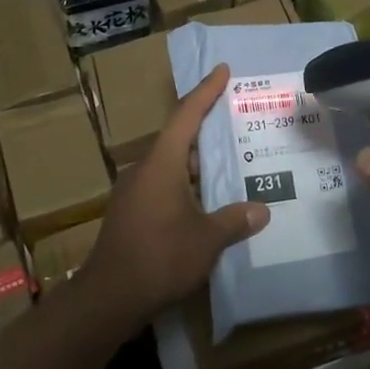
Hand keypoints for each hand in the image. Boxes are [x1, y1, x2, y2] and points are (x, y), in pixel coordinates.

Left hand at [84, 64, 268, 323]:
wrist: (107, 298)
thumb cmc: (159, 258)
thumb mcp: (206, 239)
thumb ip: (234, 220)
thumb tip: (262, 210)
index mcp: (161, 163)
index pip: (186, 115)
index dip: (206, 91)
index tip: (222, 70)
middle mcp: (144, 169)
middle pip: (178, 138)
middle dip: (206, 129)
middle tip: (236, 122)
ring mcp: (134, 192)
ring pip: (171, 165)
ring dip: (197, 162)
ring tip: (229, 163)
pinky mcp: (130, 213)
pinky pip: (163, 185)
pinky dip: (186, 184)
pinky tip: (205, 200)